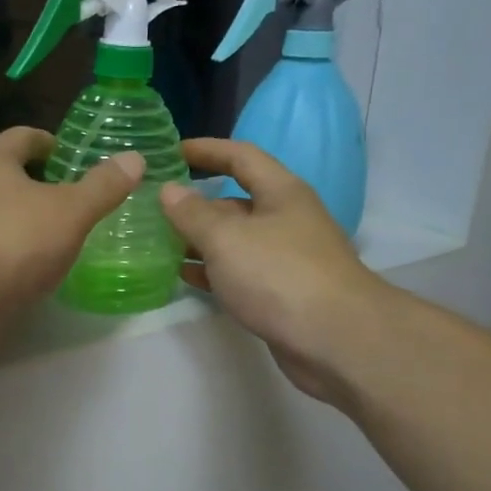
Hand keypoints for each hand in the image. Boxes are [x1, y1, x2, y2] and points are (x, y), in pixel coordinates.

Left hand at [0, 127, 142, 317]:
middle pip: (8, 175)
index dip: (49, 142)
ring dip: (25, 221)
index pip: (22, 137)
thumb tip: (134, 159)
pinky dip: (13, 252)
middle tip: (74, 200)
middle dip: (39, 185)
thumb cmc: (15, 239)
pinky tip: (33, 270)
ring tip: (59, 237)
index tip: (72, 157)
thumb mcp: (71, 211)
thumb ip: (102, 187)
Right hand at [160, 138, 380, 404]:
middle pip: (235, 201)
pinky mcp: (281, 293)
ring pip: (235, 241)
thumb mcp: (227, 238)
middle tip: (155, 208)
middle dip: (196, 203)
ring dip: (200, 240)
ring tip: (159, 243)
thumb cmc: (279, 275)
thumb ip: (193, 213)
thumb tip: (170, 190)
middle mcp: (286, 219)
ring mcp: (286, 259)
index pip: (241, 156)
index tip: (172, 151)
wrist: (336, 340)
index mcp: (281, 193)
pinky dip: (212, 271)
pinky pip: (239, 273)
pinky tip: (185, 276)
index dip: (207, 150)